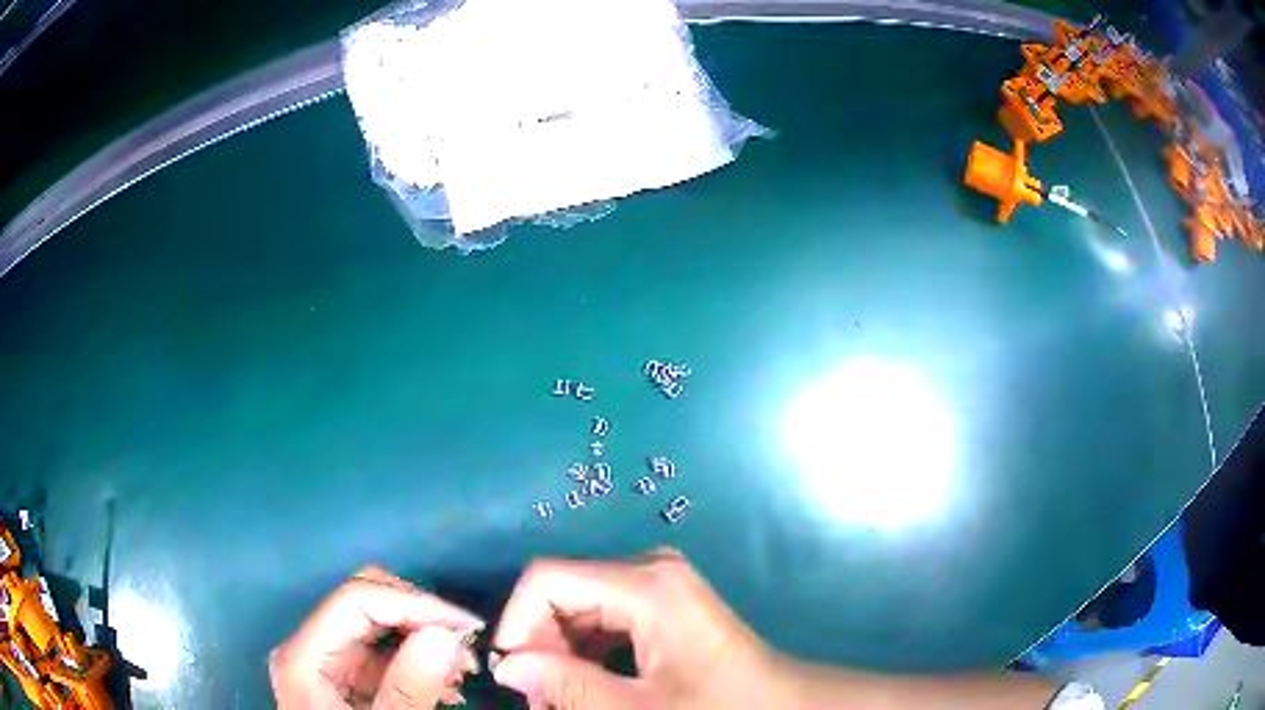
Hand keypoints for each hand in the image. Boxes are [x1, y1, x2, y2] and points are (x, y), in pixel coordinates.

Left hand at [270, 566, 483, 708]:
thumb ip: (408, 689)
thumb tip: (444, 635)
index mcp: (304, 656)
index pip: (356, 599)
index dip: (413, 603)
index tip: (467, 628)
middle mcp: (309, 646)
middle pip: (364, 600)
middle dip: (420, 616)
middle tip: (467, 647)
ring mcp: (324, 660)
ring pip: (376, 622)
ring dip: (423, 637)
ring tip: (463, 670)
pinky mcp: (342, 676)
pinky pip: (381, 651)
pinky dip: (416, 659)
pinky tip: (445, 684)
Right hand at [490, 548, 788, 708]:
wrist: (782, 705)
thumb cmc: (717, 709)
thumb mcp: (637, 709)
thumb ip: (566, 686)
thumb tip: (506, 666)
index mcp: (645, 585)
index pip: (545, 579)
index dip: (516, 623)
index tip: (513, 676)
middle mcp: (648, 567)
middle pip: (561, 590)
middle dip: (539, 644)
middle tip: (540, 699)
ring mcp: (659, 580)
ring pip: (578, 603)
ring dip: (559, 651)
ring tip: (559, 699)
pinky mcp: (663, 598)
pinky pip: (603, 613)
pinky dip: (585, 649)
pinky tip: (586, 683)